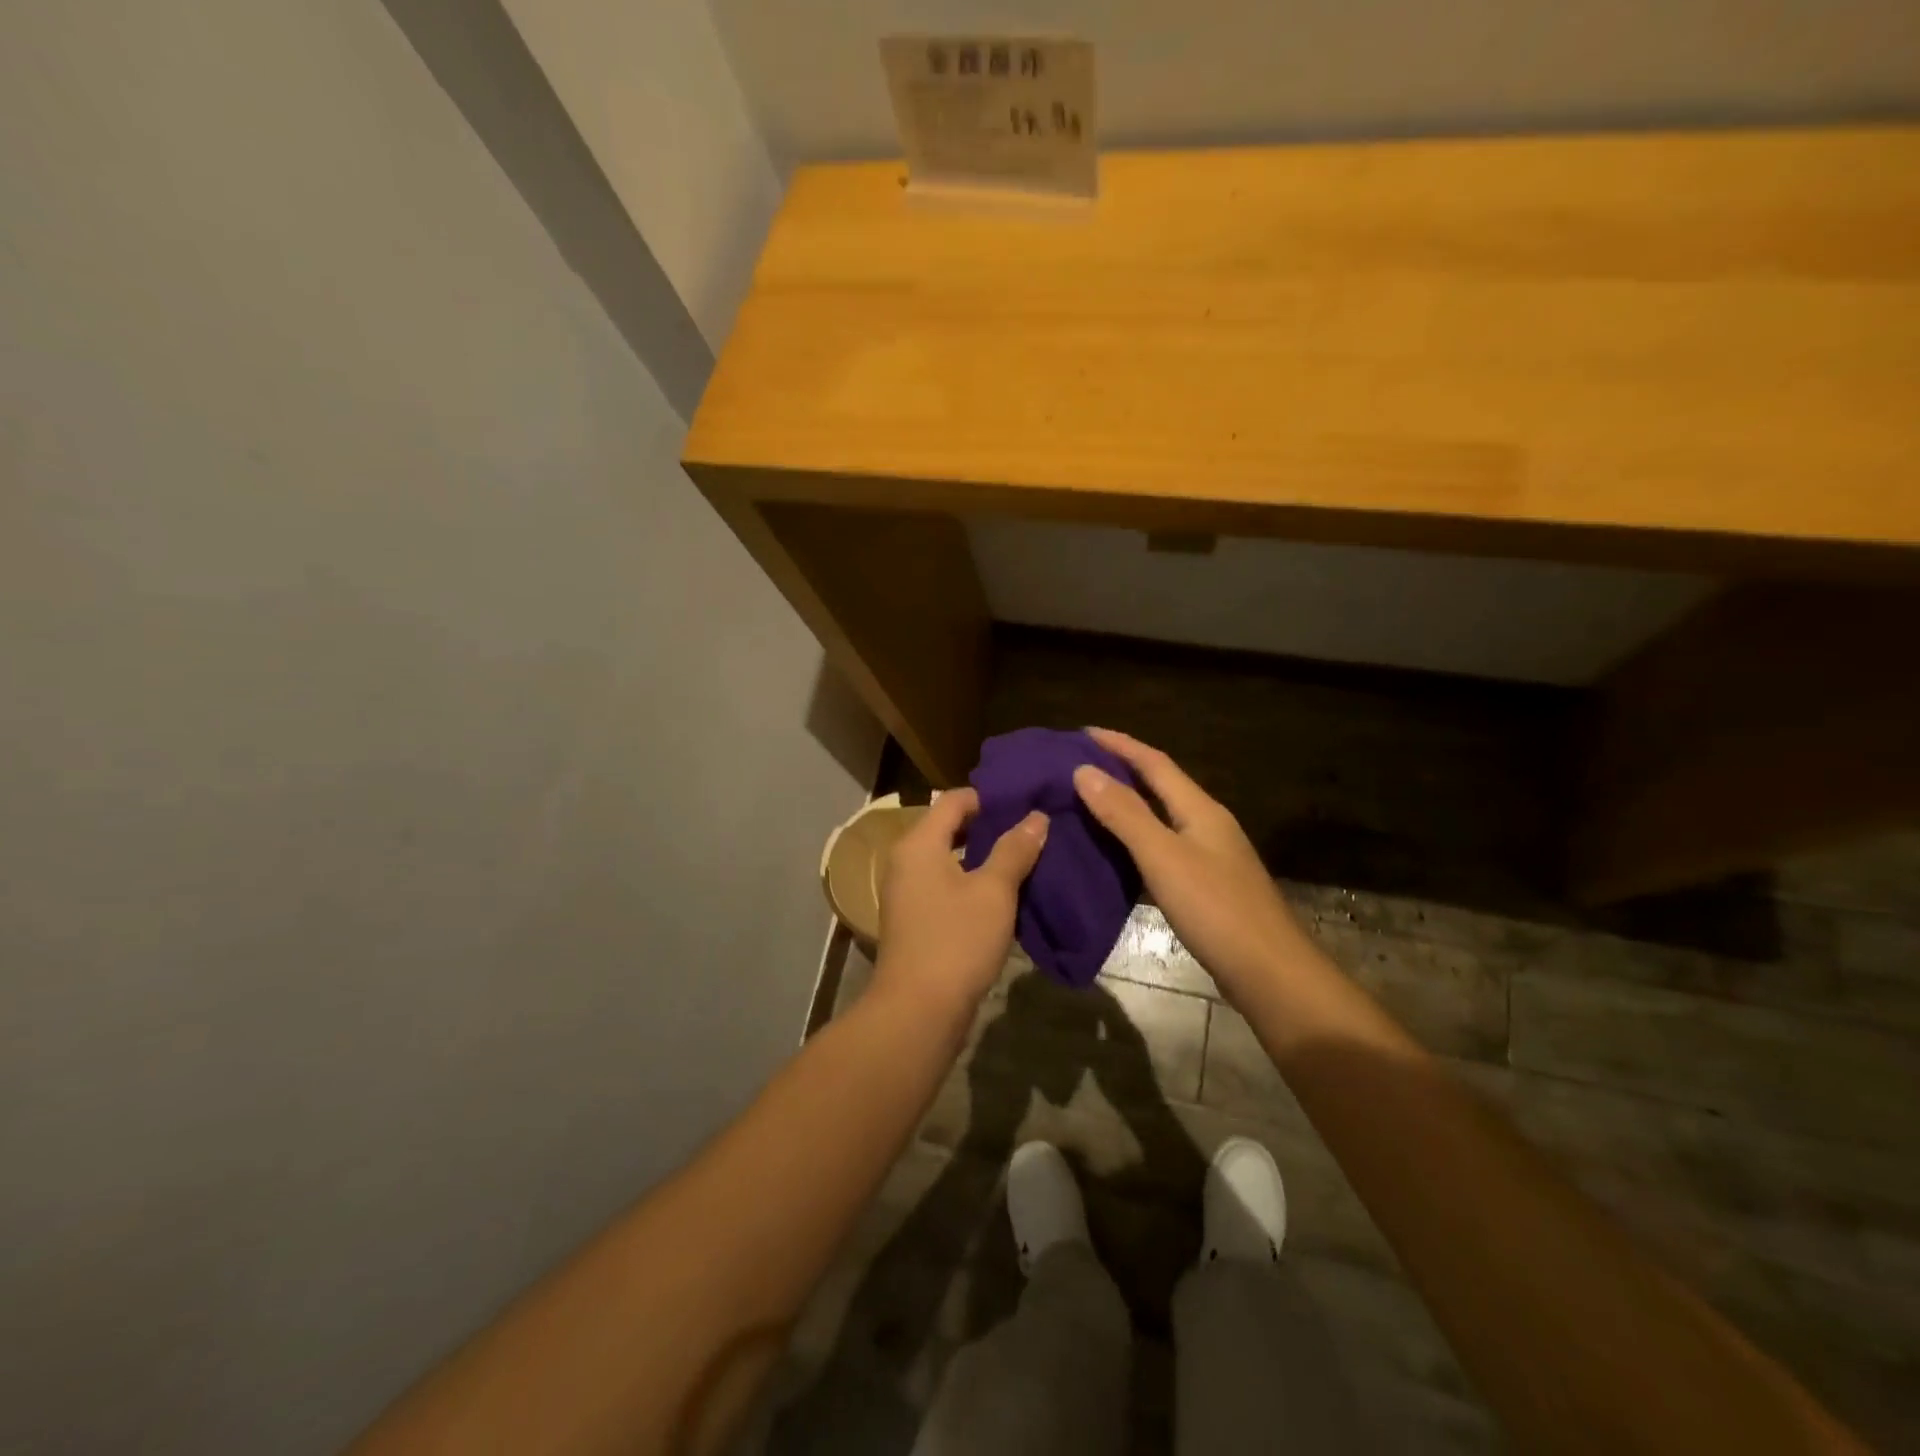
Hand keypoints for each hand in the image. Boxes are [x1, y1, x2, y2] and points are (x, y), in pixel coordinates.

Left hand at [874, 788, 1047, 1020]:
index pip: (955, 799)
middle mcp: (907, 861)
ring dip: (984, 858)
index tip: (1026, 802)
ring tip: (1026, 858)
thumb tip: (1036, 817)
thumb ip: (1014, 850)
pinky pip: (947, 886)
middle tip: (1032, 829)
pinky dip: (973, 883)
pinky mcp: (916, 920)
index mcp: (919, 843)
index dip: (990, 797)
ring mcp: (908, 892)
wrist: (918, 1011)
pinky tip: (1006, 894)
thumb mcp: (994, 891)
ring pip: (950, 860)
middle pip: (950, 828)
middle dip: (990, 827)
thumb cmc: (956, 940)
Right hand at [1073, 728, 1308, 1004]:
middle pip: (1160, 785)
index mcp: (1200, 809)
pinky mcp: (1207, 886)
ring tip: (1089, 801)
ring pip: (1161, 816)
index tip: (1082, 733)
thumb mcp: (1163, 856)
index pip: (1154, 762)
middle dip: (1122, 769)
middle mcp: (1207, 824)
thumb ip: (1125, 814)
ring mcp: (1210, 856)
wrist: (1270, 973)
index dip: (1119, 744)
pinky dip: (1135, 838)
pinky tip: (1116, 852)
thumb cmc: (1216, 909)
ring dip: (1127, 804)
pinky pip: (1163, 846)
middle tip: (1079, 765)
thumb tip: (1084, 770)